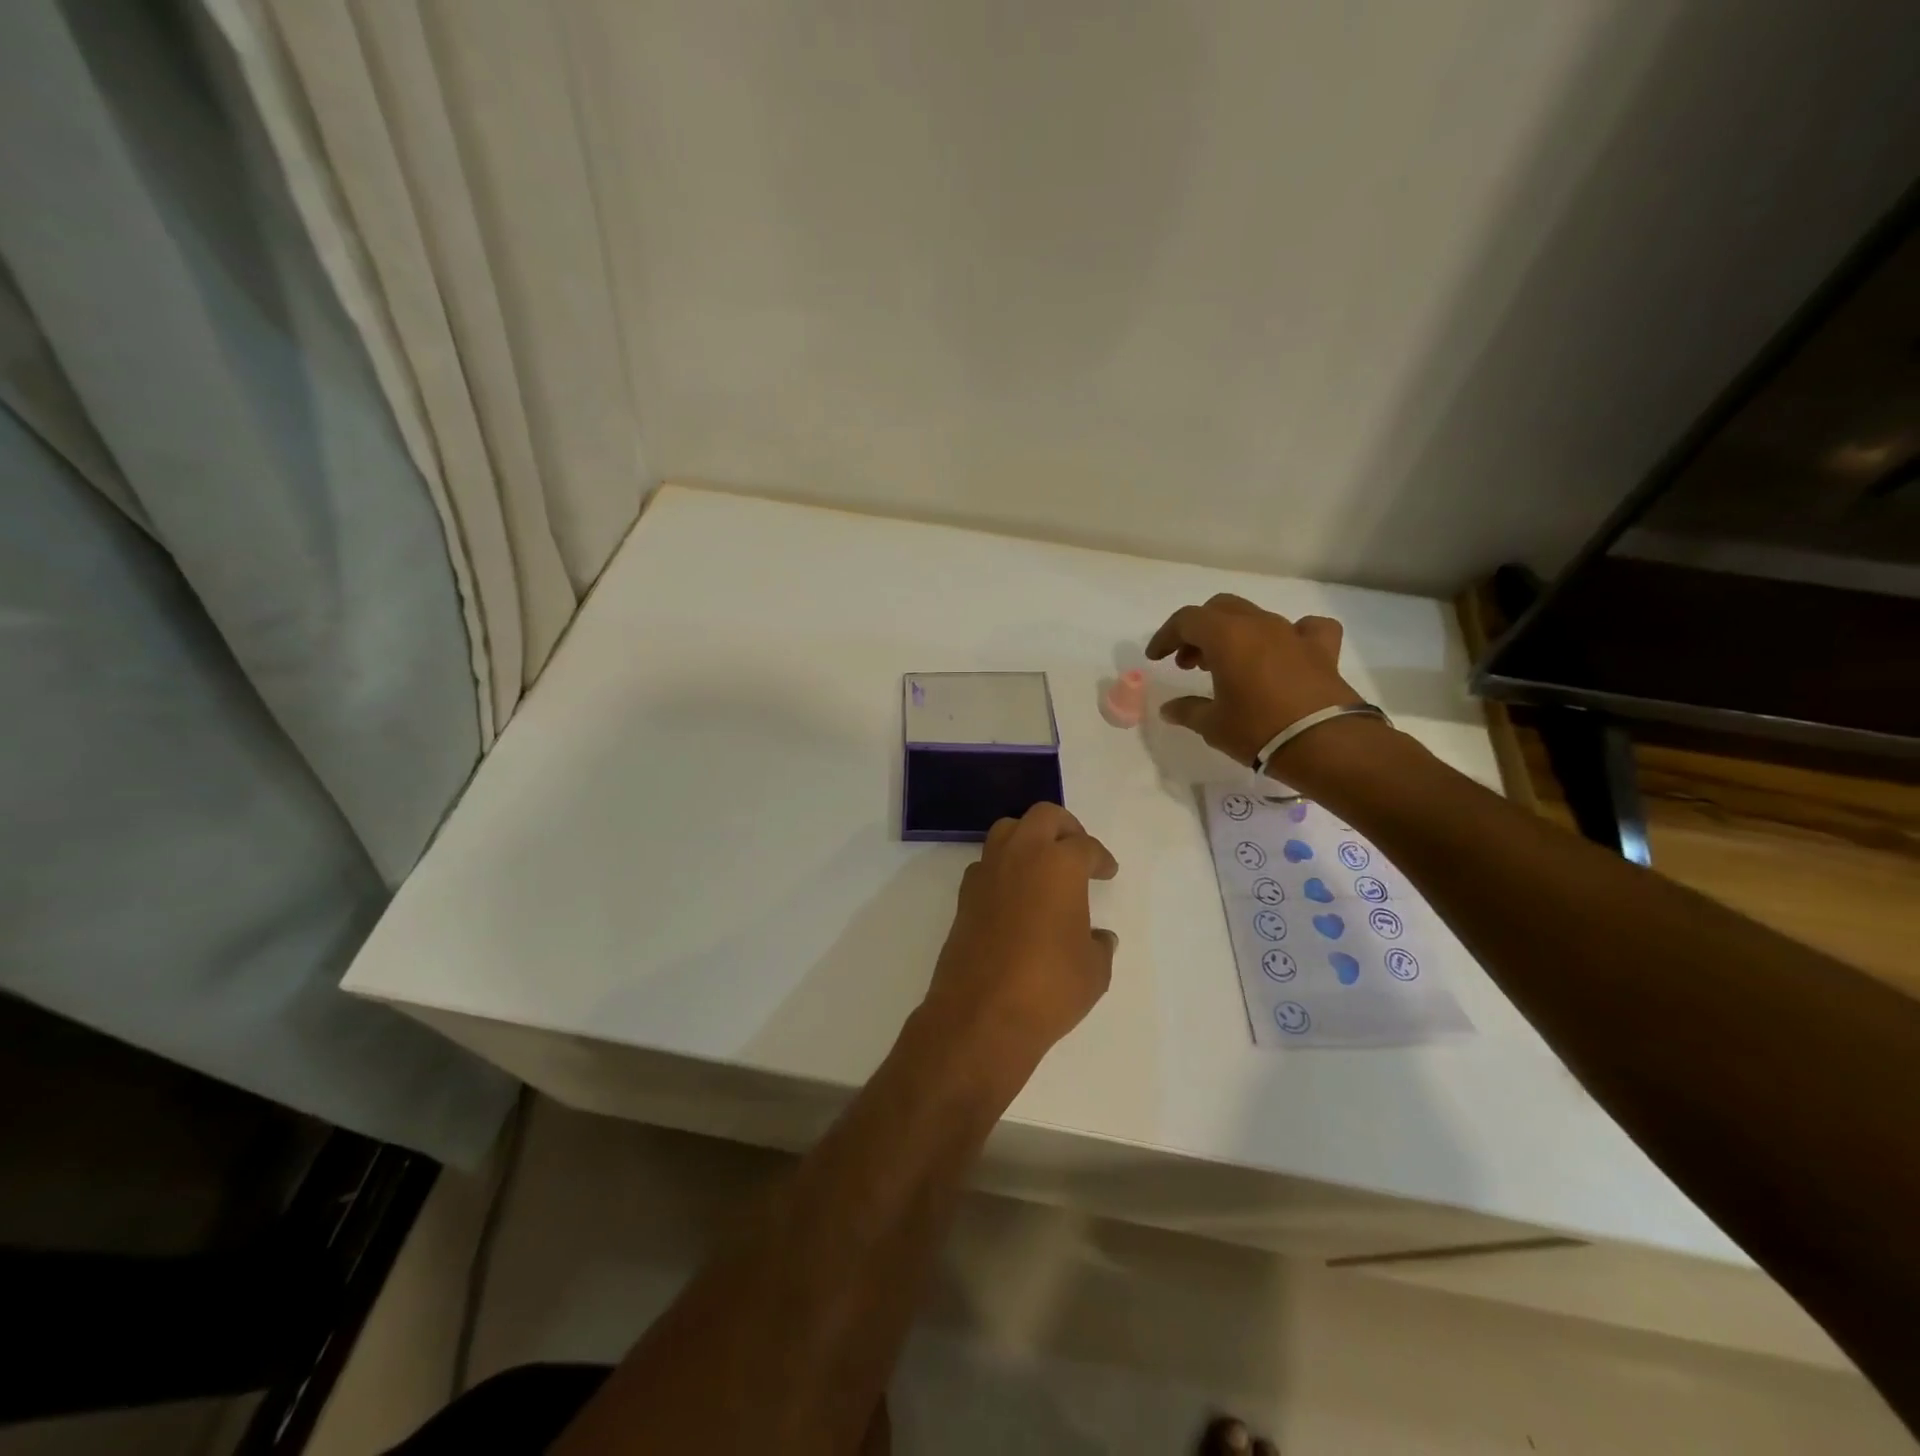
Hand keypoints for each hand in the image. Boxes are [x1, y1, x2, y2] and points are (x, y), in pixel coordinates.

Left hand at [922, 803, 1118, 1075]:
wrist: (982, 1014)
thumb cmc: (1049, 986)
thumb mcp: (1094, 970)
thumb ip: (1099, 945)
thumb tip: (1098, 937)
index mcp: (1059, 864)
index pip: (1085, 846)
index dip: (1101, 858)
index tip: (1107, 871)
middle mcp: (1021, 856)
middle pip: (1043, 816)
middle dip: (1065, 827)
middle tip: (1077, 850)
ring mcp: (987, 872)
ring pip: (1008, 830)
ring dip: (1028, 838)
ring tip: (1044, 865)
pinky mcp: (965, 895)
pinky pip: (987, 863)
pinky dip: (1004, 867)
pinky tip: (1015, 893)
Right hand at [1146, 593, 1362, 766]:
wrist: (1325, 743)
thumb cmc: (1258, 730)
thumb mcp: (1212, 725)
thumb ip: (1187, 711)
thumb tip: (1169, 708)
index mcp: (1226, 636)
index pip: (1186, 620)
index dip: (1166, 636)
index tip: (1156, 658)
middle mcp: (1259, 625)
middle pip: (1219, 609)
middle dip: (1198, 631)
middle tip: (1189, 663)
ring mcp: (1293, 633)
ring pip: (1255, 617)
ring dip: (1234, 634)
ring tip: (1227, 664)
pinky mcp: (1322, 649)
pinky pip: (1305, 627)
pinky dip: (1290, 635)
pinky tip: (1285, 651)